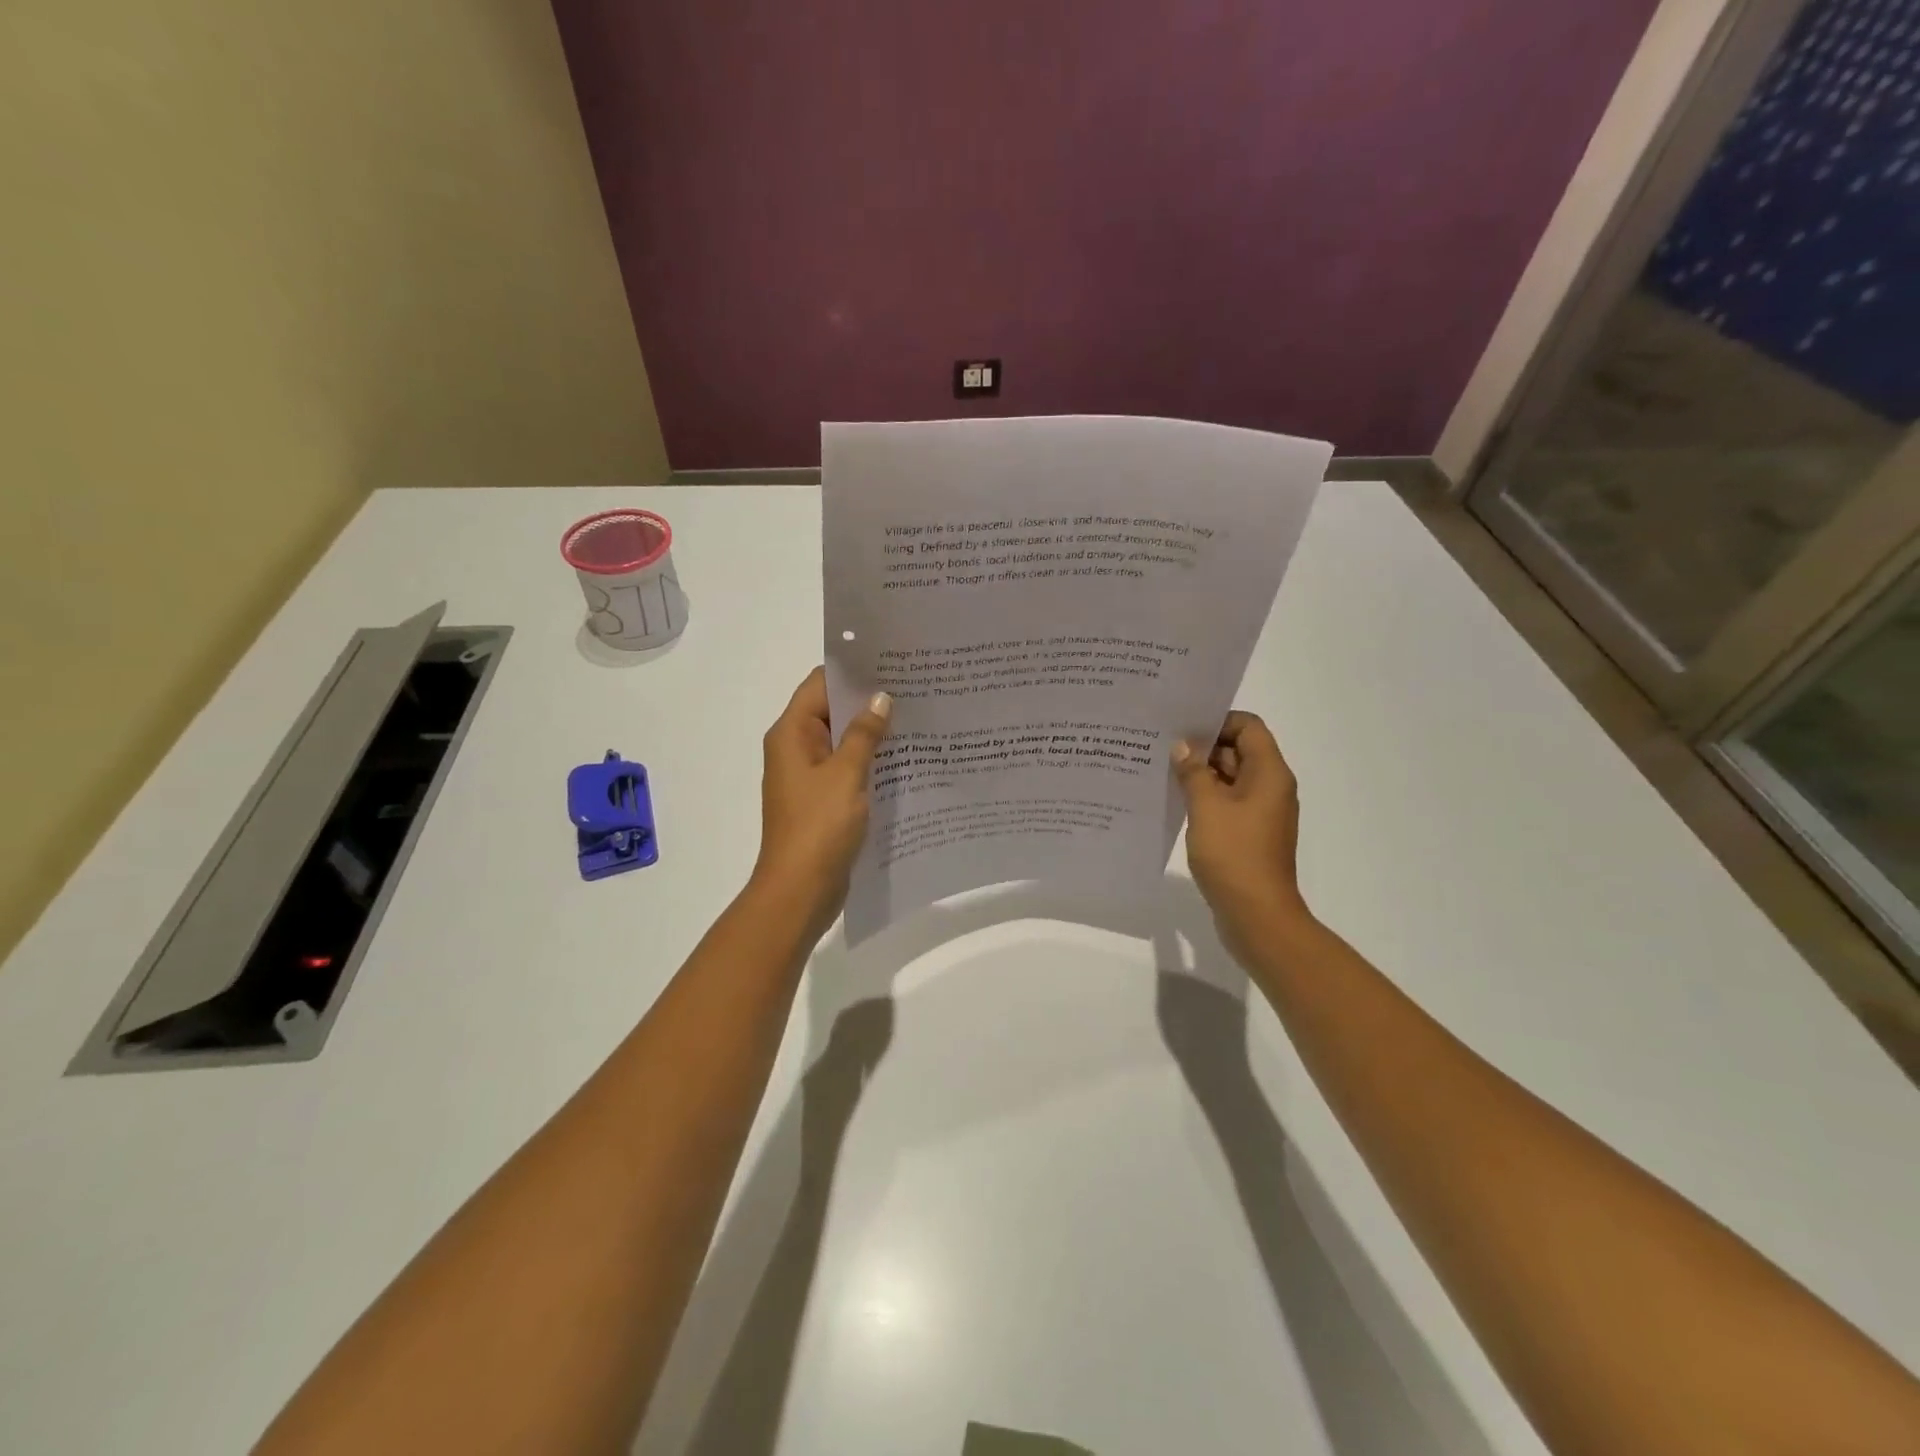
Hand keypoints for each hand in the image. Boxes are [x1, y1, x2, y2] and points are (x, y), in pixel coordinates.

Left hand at [750, 667, 891, 933]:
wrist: (800, 891)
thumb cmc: (818, 828)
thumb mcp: (846, 775)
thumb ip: (864, 734)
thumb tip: (881, 698)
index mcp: (791, 734)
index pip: (821, 684)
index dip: (853, 671)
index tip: (892, 662)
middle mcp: (796, 749)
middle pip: (832, 711)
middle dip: (869, 701)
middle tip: (915, 688)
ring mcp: (810, 777)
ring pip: (844, 742)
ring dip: (873, 733)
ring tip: (917, 718)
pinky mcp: (824, 800)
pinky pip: (848, 769)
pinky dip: (871, 761)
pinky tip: (905, 758)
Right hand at [1172, 711, 1310, 955]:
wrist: (1256, 914)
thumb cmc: (1234, 854)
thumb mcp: (1206, 806)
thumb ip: (1193, 771)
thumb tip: (1182, 747)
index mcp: (1269, 773)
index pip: (1247, 727)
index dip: (1217, 722)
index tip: (1181, 728)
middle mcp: (1269, 787)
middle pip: (1237, 751)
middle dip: (1201, 747)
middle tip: (1161, 746)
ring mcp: (1259, 813)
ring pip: (1229, 779)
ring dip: (1199, 774)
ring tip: (1160, 771)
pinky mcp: (1248, 834)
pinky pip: (1225, 804)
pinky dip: (1204, 798)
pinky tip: (1174, 801)